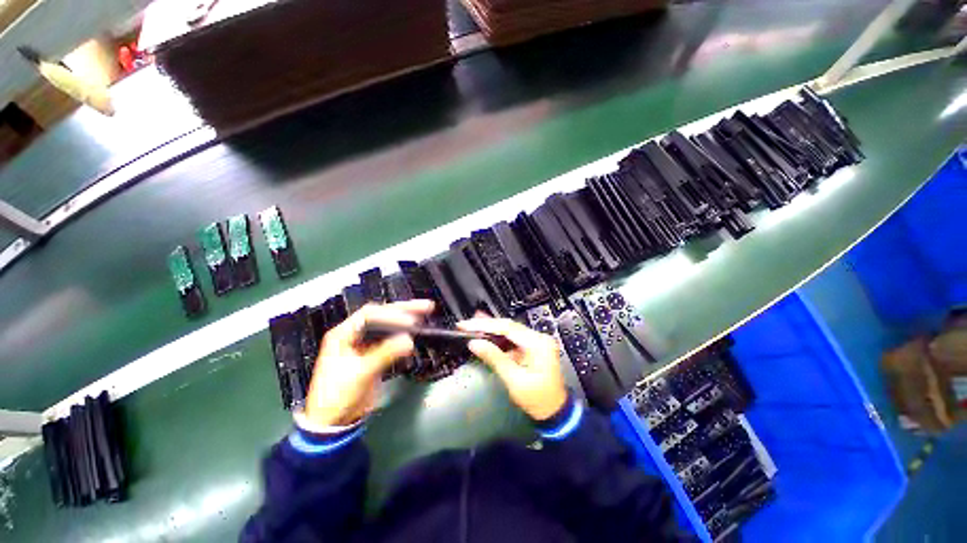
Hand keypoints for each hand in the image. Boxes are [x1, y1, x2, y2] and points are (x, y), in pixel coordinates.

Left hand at [304, 300, 433, 426]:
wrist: (332, 423)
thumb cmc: (337, 396)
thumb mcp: (360, 373)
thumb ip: (385, 354)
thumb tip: (409, 340)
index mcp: (343, 334)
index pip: (369, 316)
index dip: (391, 315)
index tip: (411, 322)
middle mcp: (354, 335)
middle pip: (381, 316)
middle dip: (403, 310)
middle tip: (426, 307)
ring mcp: (364, 344)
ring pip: (387, 326)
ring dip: (406, 321)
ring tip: (426, 314)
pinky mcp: (374, 355)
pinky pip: (391, 340)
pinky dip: (404, 336)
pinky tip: (416, 333)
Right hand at [459, 317, 567, 420]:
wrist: (555, 412)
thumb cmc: (537, 399)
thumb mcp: (514, 380)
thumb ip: (494, 358)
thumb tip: (474, 343)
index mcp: (538, 343)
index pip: (507, 327)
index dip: (485, 325)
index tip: (467, 325)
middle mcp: (539, 338)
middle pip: (508, 326)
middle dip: (486, 324)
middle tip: (466, 324)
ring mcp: (536, 342)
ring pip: (509, 331)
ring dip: (491, 329)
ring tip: (471, 325)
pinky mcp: (532, 347)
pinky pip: (512, 339)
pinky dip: (498, 338)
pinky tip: (486, 334)